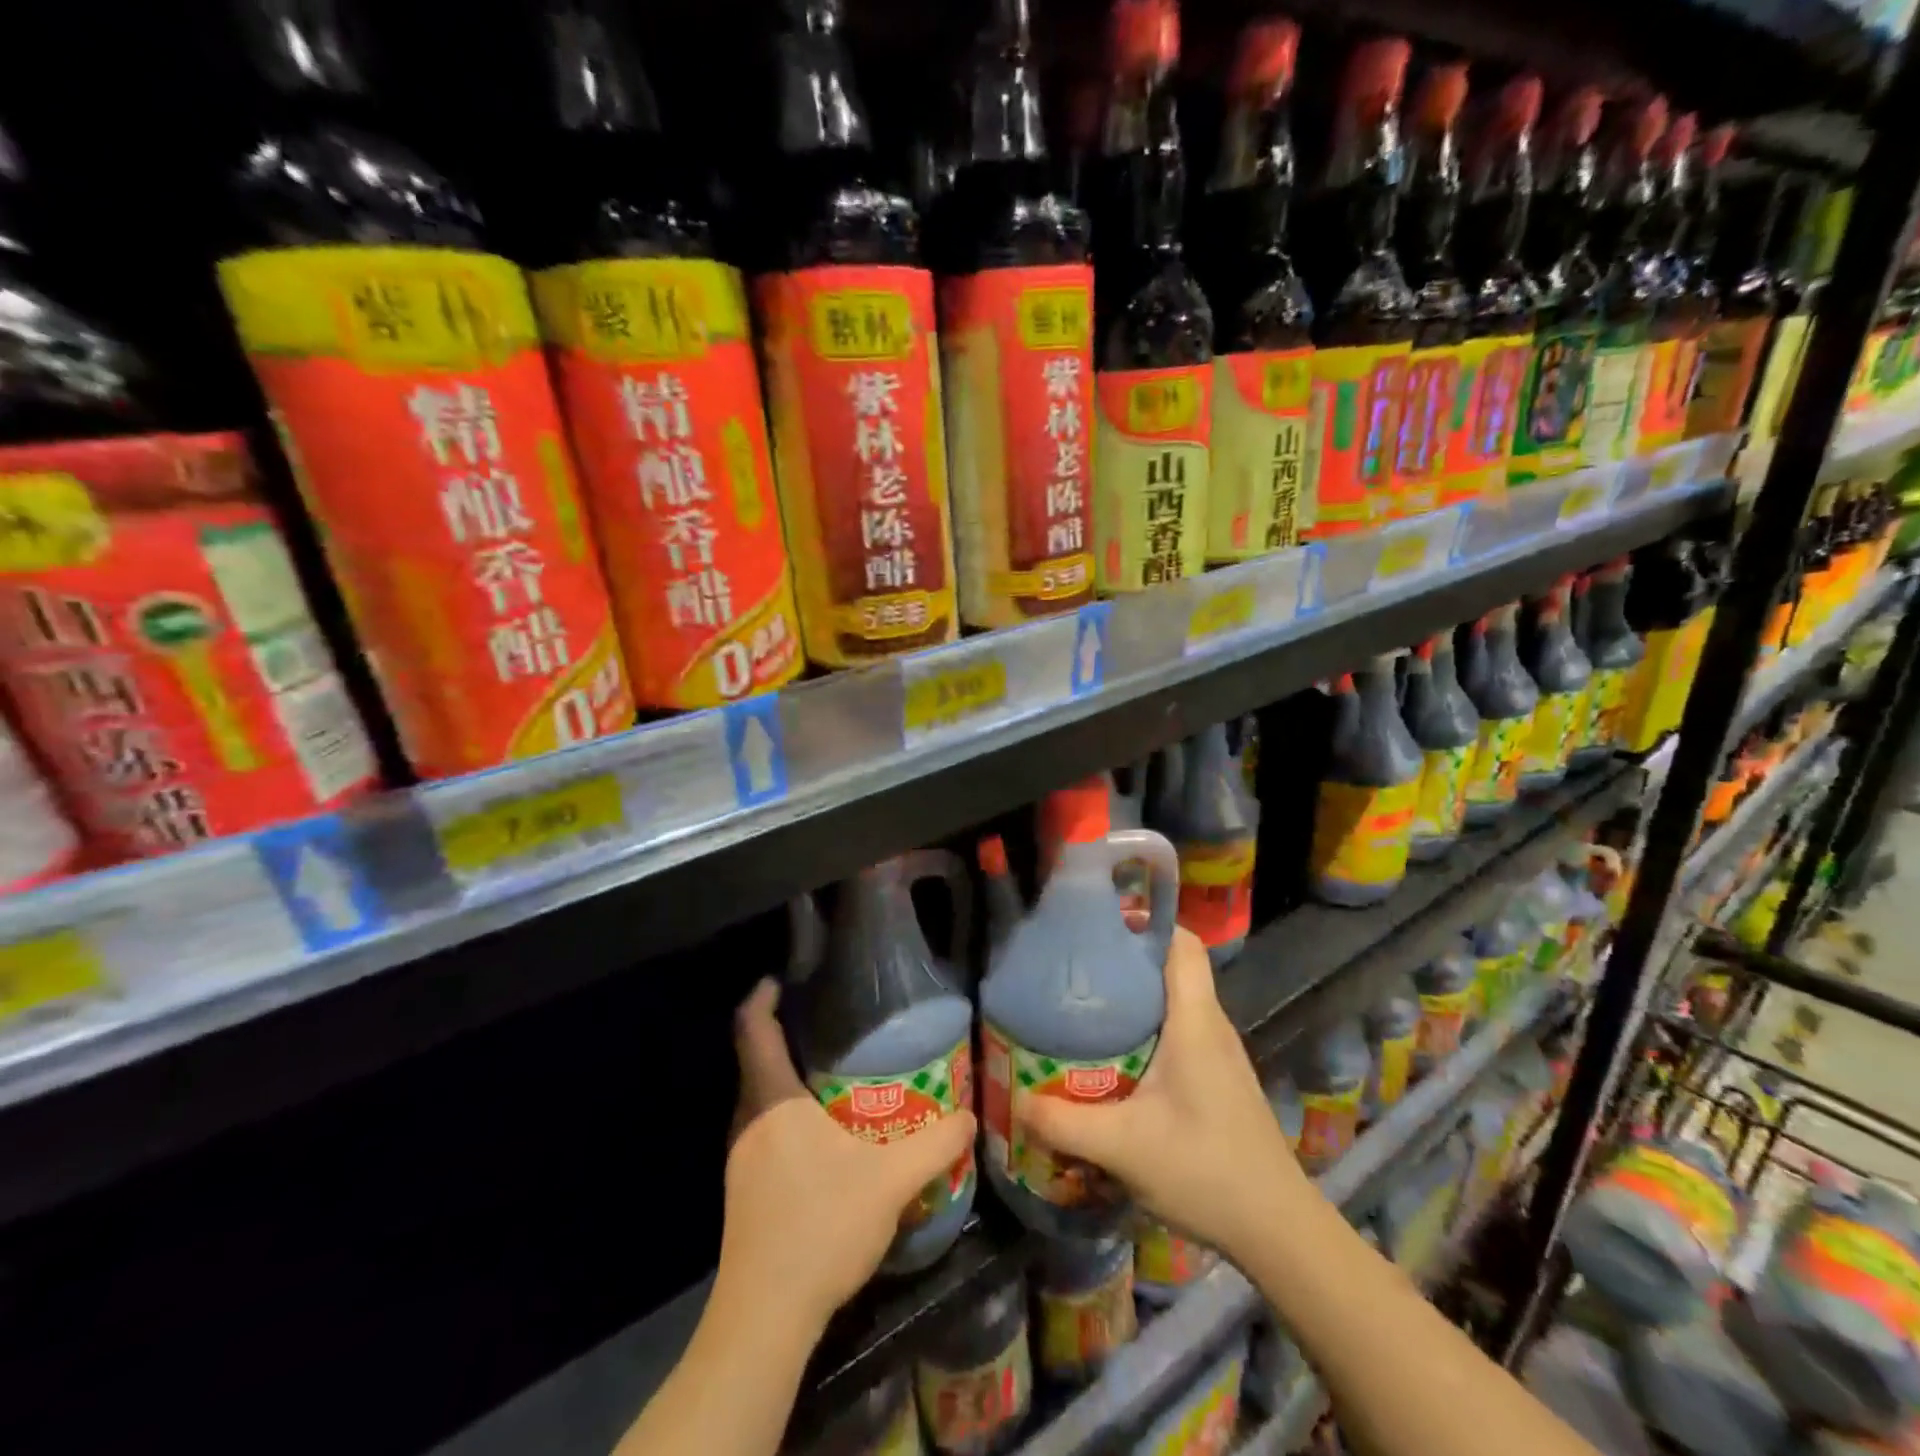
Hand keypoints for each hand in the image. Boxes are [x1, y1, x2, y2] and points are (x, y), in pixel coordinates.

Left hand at [722, 979, 976, 1337]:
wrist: (766, 1317)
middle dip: (786, 1035)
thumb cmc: (820, 1228)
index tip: (784, 977)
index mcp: (772, 1102)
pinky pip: (763, 1128)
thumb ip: (935, 1144)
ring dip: (788, 1078)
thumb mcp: (890, 1181)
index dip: (762, 996)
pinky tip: (824, 1135)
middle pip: (756, 1060)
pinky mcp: (745, 1189)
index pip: (752, 1029)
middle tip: (832, 1024)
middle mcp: (748, 1121)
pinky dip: (788, 1113)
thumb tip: (968, 1115)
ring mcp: (740, 1158)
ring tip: (835, 1072)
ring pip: (760, 1098)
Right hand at [1020, 927, 1309, 1267]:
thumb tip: (1017, 1101)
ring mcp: (1219, 1053)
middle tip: (1077, 967)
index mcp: (1194, 1020)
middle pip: (1172, 967)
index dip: (1147, 921)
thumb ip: (1064, 1123)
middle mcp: (1211, 1025)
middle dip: (1126, 958)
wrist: (1279, 1230)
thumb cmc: (1207, 1171)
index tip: (1102, 923)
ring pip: (1176, 1001)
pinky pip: (1181, 1030)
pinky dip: (1148, 1027)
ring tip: (1087, 1005)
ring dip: (1136, 996)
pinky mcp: (1219, 1078)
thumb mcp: (1124, 1148)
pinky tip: (1117, 1056)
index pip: (1182, 943)